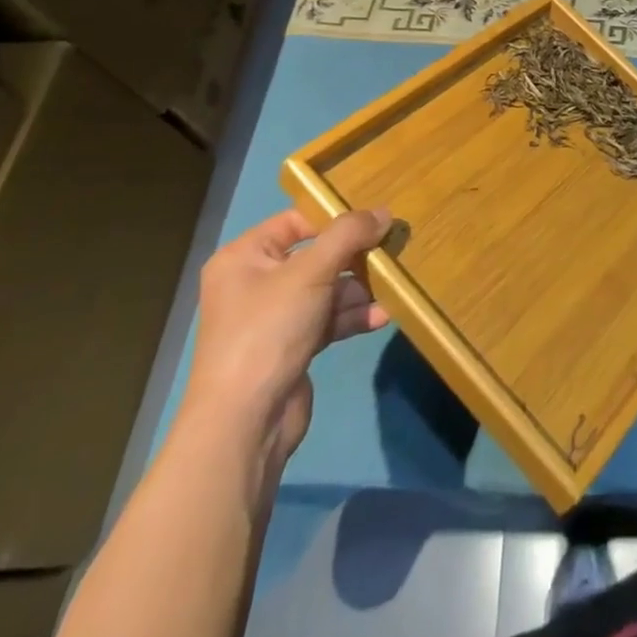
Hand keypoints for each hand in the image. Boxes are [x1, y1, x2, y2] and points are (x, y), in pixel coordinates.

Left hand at [180, 207, 391, 462]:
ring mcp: (273, 318)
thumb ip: (349, 235)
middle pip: (316, 256)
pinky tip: (382, 316)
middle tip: (390, 252)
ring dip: (359, 289)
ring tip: (392, 286)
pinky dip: (353, 316)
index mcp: (244, 257)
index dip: (334, 218)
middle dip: (354, 257)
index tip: (374, 220)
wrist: (245, 424)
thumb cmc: (268, 331)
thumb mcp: (311, 272)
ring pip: (326, 289)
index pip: (296, 221)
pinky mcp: (291, 347)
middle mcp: (255, 283)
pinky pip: (327, 319)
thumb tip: (384, 212)